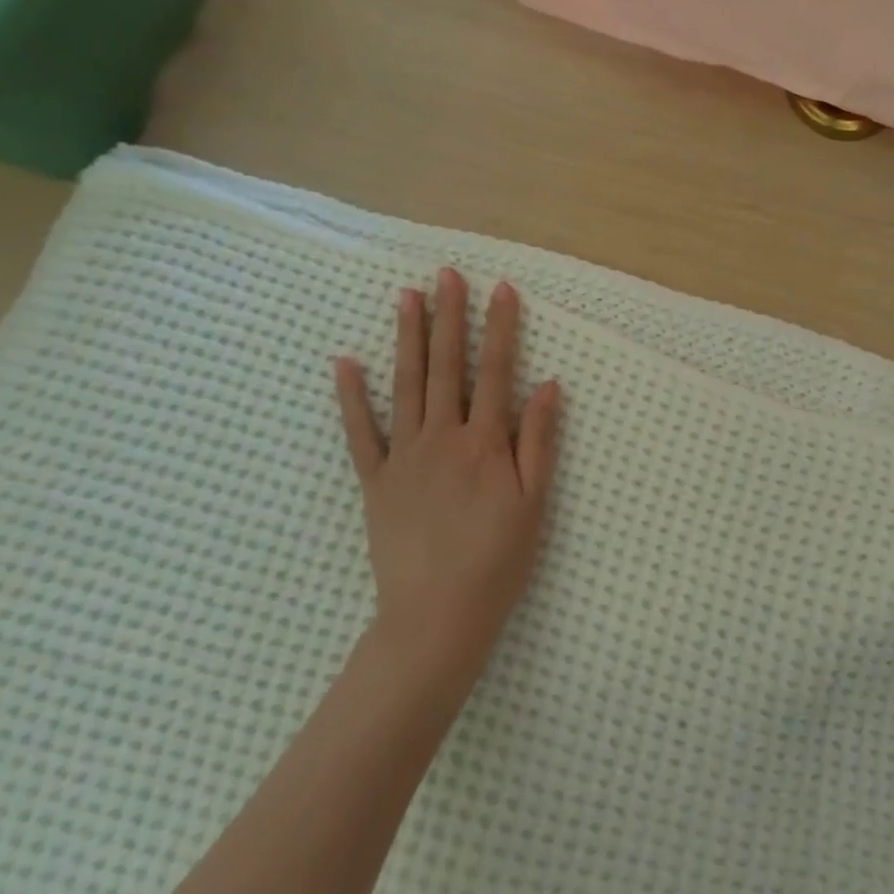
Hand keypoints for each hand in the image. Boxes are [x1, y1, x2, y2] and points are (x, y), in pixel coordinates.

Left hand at [334, 269, 562, 696]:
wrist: (436, 618)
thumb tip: (547, 385)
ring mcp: (404, 457)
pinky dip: (352, 396)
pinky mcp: (375, 481)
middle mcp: (443, 438)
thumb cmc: (498, 561)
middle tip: (446, 275)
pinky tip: (346, 362)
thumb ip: (538, 440)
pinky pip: (360, 432)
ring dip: (407, 338)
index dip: (500, 328)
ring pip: (405, 385)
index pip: (496, 372)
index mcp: (485, 443)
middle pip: (447, 367)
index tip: (501, 289)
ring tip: (407, 296)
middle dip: (449, 317)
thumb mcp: (534, 502)